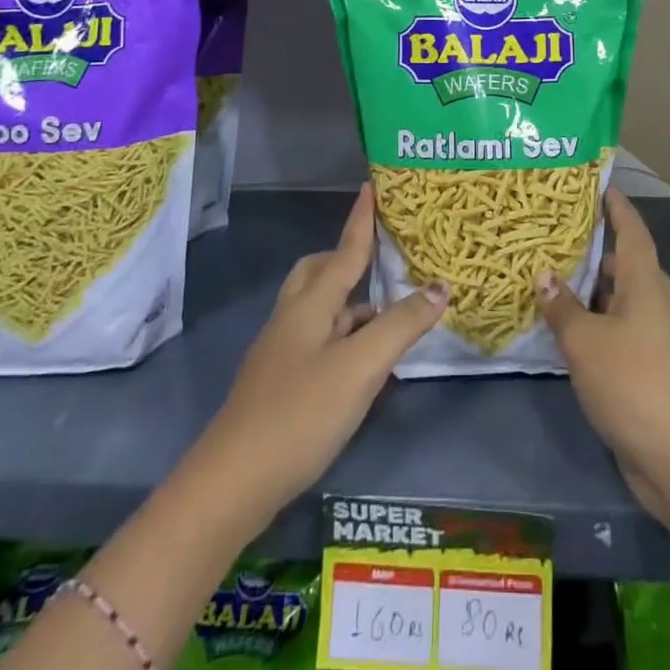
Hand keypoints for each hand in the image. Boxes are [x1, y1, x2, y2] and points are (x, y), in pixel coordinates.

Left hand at [197, 186, 447, 520]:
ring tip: (390, 312)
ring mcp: (282, 352)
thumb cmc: (299, 414)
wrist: (231, 485)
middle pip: (319, 272)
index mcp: (310, 304)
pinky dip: (343, 335)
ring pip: (319, 309)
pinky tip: (364, 362)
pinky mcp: (280, 384)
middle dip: (348, 258)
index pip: (345, 250)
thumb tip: (439, 286)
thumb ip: (401, 325)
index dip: (361, 219)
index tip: (372, 185)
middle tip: (382, 258)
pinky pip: (317, 339)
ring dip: (351, 302)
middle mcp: (293, 318)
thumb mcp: (360, 368)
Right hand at [536, 190, 669, 519]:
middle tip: (553, 231)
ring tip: (547, 274)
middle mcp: (651, 300)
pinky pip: (614, 326)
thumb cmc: (633, 382)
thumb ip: (562, 306)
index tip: (597, 182)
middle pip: (622, 262)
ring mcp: (651, 335)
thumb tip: (543, 274)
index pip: (631, 229)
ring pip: (616, 297)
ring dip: (587, 287)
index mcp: (644, 282)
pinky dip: (591, 320)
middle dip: (592, 246)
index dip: (616, 205)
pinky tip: (562, 326)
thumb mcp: (585, 341)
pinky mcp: (645, 365)